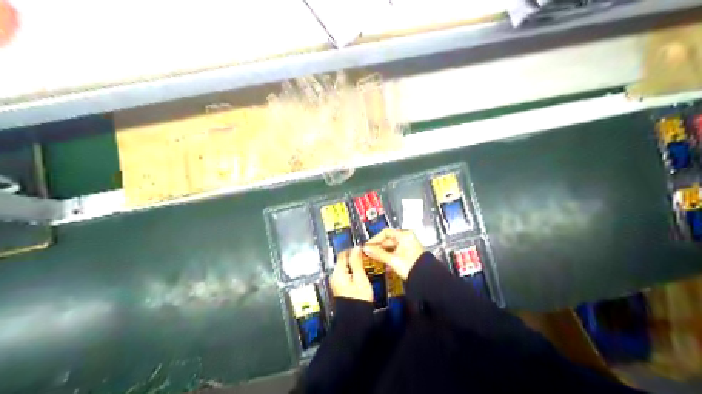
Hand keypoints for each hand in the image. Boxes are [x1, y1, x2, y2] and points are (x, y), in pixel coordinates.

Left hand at [330, 249, 371, 301]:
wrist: (355, 319)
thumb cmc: (359, 298)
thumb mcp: (360, 278)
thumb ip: (357, 262)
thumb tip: (356, 248)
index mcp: (337, 272)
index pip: (342, 254)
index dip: (353, 250)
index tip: (363, 250)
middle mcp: (334, 276)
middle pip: (343, 261)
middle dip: (354, 257)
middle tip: (367, 257)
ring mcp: (336, 282)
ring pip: (345, 268)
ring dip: (354, 265)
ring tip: (366, 265)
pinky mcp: (340, 288)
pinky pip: (346, 275)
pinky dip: (353, 272)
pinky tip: (362, 274)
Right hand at [365, 227, 424, 279]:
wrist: (425, 278)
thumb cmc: (413, 266)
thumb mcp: (392, 259)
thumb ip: (378, 253)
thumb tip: (367, 249)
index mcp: (405, 235)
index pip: (385, 232)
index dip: (375, 239)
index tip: (368, 245)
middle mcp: (407, 238)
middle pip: (388, 240)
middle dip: (378, 248)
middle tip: (370, 253)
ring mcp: (408, 246)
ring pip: (391, 248)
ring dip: (383, 254)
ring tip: (376, 260)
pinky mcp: (409, 254)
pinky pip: (395, 253)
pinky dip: (389, 258)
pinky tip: (385, 264)